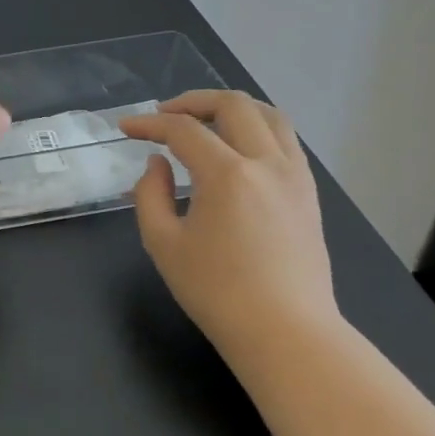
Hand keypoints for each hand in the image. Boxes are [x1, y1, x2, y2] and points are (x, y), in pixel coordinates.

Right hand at [119, 91, 336, 358]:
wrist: (286, 334)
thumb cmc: (217, 293)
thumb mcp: (163, 244)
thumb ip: (150, 194)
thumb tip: (159, 164)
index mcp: (228, 175)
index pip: (183, 130)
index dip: (149, 124)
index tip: (125, 127)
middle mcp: (267, 163)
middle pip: (233, 105)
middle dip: (192, 101)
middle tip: (165, 115)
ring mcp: (295, 176)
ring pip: (269, 115)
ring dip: (232, 108)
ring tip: (205, 121)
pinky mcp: (309, 193)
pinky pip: (286, 141)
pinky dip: (258, 129)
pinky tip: (238, 148)